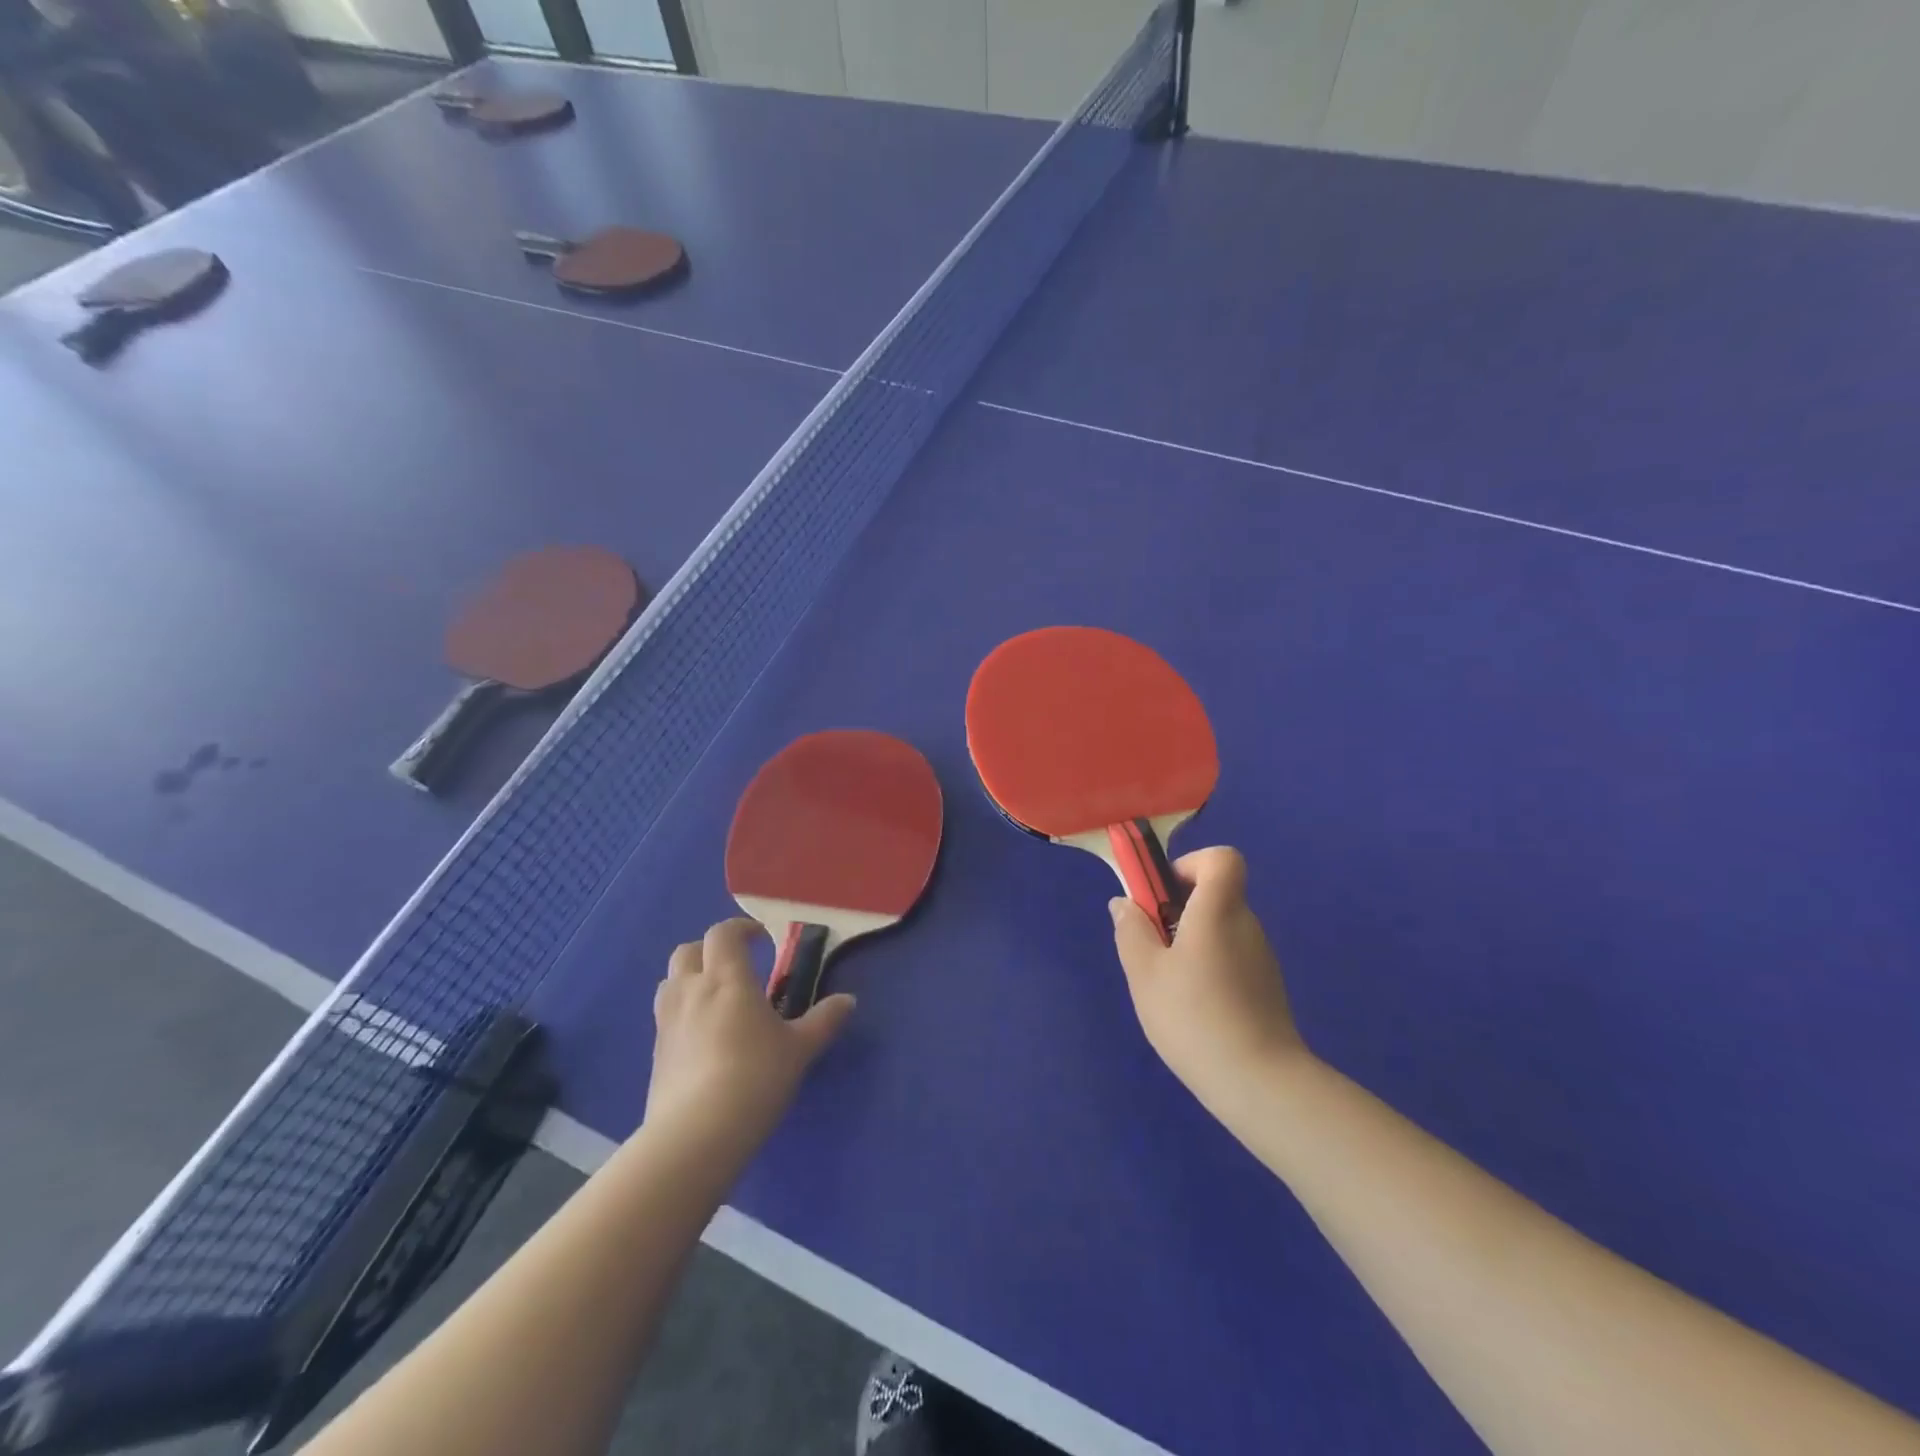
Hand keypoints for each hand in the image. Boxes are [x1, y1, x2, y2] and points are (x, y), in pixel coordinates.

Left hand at [647, 918, 854, 1150]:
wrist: (696, 1135)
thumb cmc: (755, 1077)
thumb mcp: (799, 1049)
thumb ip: (823, 1021)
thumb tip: (848, 1000)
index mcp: (727, 978)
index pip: (724, 934)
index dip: (742, 929)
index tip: (762, 939)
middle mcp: (692, 991)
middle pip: (688, 950)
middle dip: (710, 949)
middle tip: (736, 965)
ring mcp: (667, 1022)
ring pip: (670, 981)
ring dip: (690, 978)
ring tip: (716, 998)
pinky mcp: (655, 1053)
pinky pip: (665, 1016)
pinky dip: (682, 1013)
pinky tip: (703, 1038)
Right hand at [1110, 847, 1307, 1113]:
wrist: (1259, 1083)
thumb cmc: (1194, 1016)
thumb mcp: (1144, 972)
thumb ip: (1131, 930)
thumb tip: (1125, 903)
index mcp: (1219, 910)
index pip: (1222, 859)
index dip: (1190, 865)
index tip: (1163, 895)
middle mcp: (1246, 925)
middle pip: (1215, 895)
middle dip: (1179, 910)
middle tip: (1152, 947)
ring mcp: (1261, 958)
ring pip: (1220, 930)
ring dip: (1191, 943)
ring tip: (1168, 986)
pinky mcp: (1266, 988)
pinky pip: (1231, 958)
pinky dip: (1209, 969)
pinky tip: (1193, 1009)